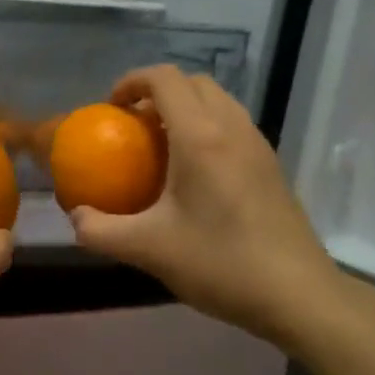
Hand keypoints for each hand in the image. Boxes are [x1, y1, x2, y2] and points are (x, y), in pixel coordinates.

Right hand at [67, 65, 355, 348]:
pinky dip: (206, 128)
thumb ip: (101, 231)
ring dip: (185, 108)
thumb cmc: (221, 263)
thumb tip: (76, 216)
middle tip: (132, 124)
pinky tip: (193, 174)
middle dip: (157, 91)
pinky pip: (233, 125)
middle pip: (193, 82)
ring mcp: (258, 145)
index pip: (165, 79)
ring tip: (160, 145)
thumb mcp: (148, 250)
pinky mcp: (271, 166)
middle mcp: (232, 128)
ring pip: (218, 101)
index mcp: (200, 137)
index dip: (132, 81)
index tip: (110, 107)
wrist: (298, 295)